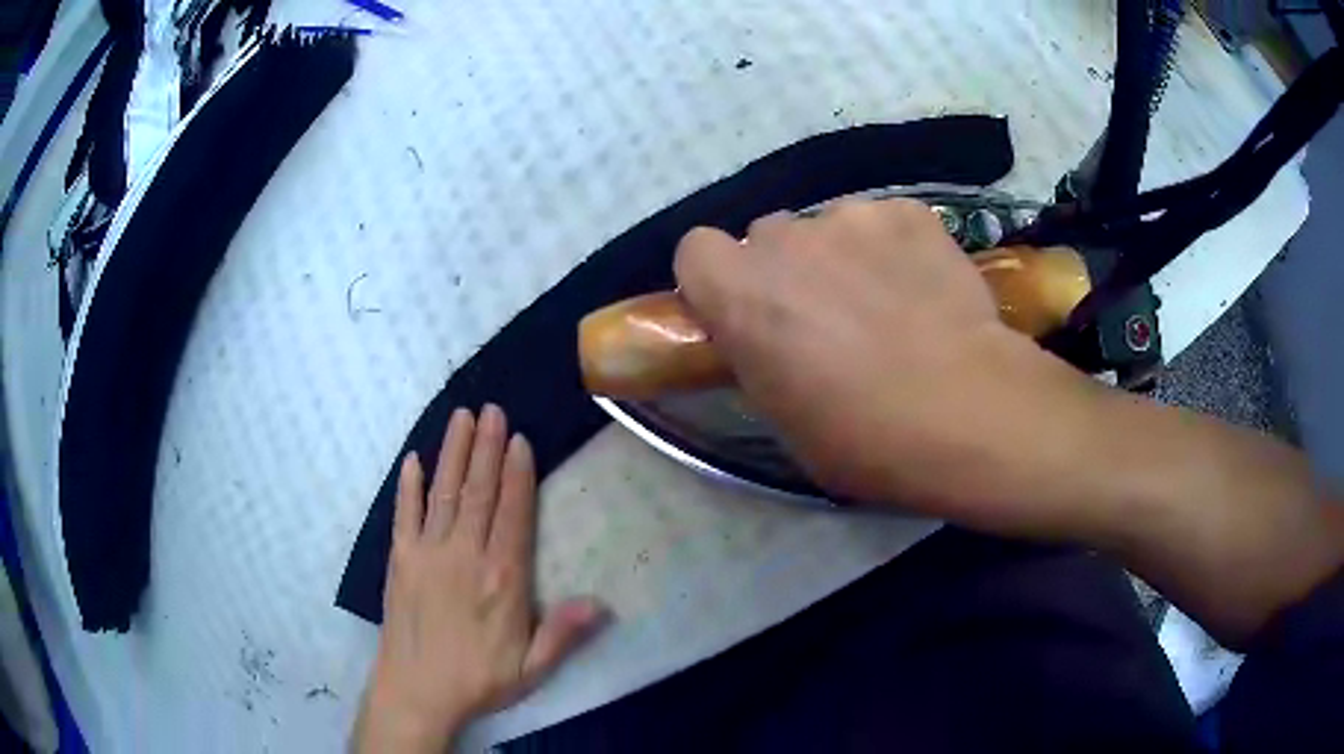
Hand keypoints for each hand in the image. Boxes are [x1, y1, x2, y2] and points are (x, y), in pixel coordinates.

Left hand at [354, 406, 606, 752]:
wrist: (416, 691)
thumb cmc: (478, 680)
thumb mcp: (532, 668)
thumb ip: (564, 633)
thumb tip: (603, 603)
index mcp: (501, 578)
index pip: (512, 514)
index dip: (517, 474)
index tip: (519, 438)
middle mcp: (464, 555)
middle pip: (478, 492)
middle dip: (486, 448)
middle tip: (492, 409)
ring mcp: (427, 553)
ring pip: (444, 493)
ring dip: (453, 453)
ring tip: (461, 417)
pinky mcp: (399, 560)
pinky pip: (404, 515)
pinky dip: (408, 486)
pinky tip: (413, 460)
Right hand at [673, 199, 1110, 538]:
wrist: (968, 411)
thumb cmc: (866, 439)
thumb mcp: (785, 419)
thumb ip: (760, 358)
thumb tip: (769, 338)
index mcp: (741, 294)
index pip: (695, 250)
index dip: (718, 278)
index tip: (745, 308)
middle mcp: (786, 240)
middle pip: (768, 235)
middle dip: (787, 268)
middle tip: (827, 315)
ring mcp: (852, 217)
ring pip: (830, 227)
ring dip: (844, 257)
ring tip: (891, 304)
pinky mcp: (910, 213)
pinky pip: (886, 223)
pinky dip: (896, 248)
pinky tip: (925, 289)